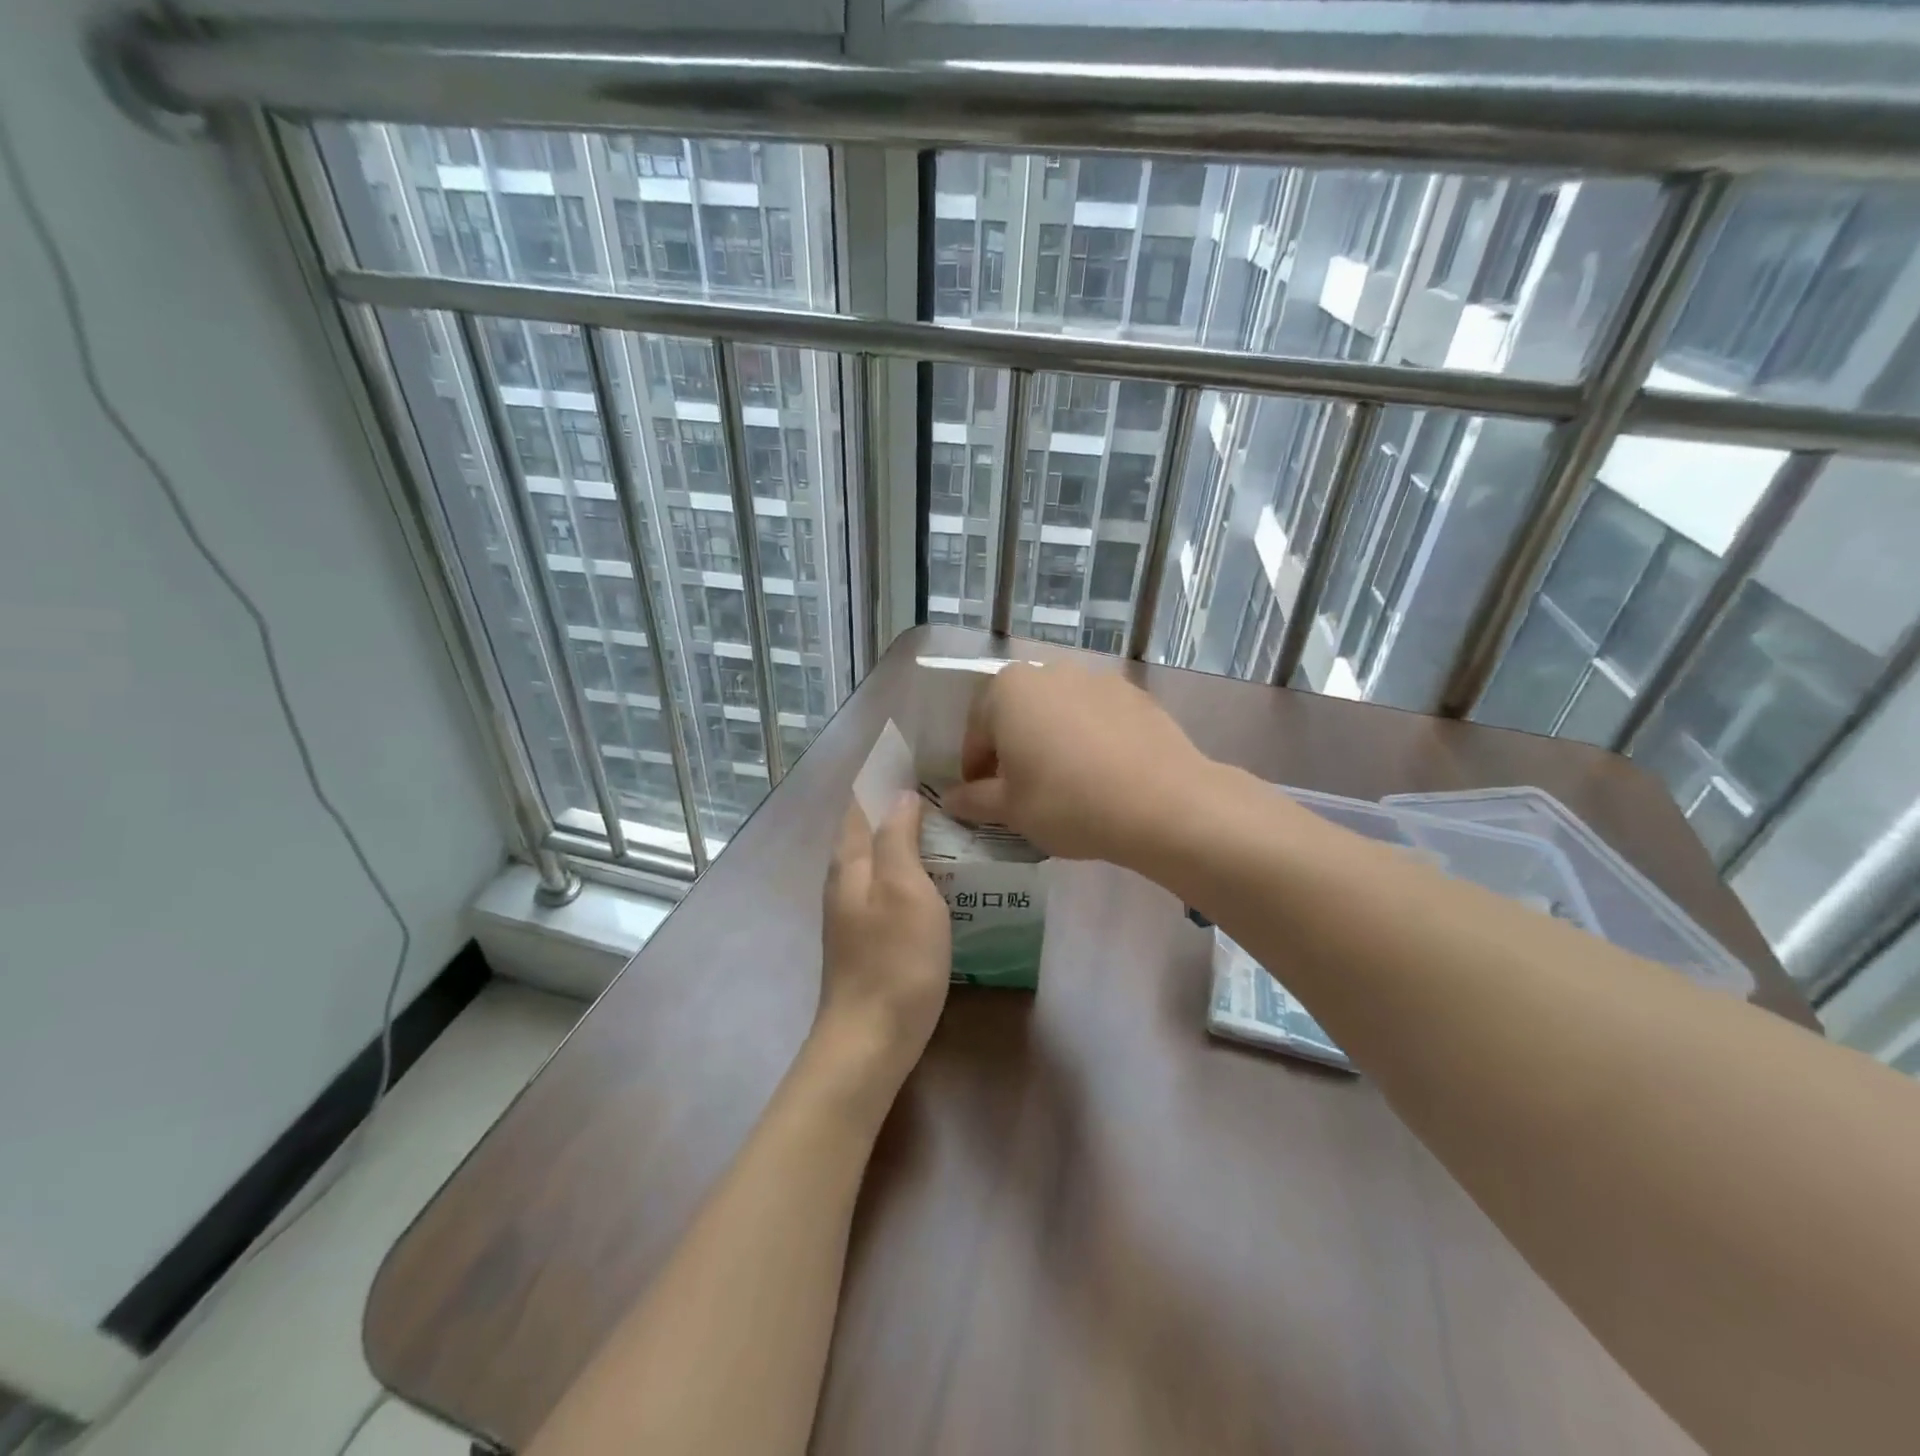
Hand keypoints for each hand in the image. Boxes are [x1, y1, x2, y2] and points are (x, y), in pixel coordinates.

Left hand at [813, 793, 951, 1096]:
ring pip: (880, 857)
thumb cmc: (894, 959)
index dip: (882, 775)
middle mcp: (844, 879)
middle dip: (898, 803)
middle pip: (868, 827)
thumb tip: (900, 795)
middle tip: (946, 788)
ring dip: (907, 836)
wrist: (870, 1039)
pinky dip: (911, 868)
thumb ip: (898, 837)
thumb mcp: (904, 889)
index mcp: (850, 861)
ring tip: (949, 825)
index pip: (860, 801)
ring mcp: (853, 910)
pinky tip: (939, 877)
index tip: (916, 755)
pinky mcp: (867, 935)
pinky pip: (889, 885)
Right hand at [940, 661, 1215, 864]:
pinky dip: (1089, 737)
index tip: (983, 799)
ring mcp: (1096, 678)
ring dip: (1052, 739)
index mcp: (1008, 690)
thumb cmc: (1067, 802)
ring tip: (1065, 781)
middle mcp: (1049, 671)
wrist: (1161, 802)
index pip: (976, 732)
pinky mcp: (1134, 693)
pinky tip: (1102, 772)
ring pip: (1058, 712)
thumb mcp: (1011, 810)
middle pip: (1017, 713)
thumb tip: (952, 799)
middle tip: (1022, 789)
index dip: (975, 769)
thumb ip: (974, 800)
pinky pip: (1096, 716)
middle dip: (1013, 748)